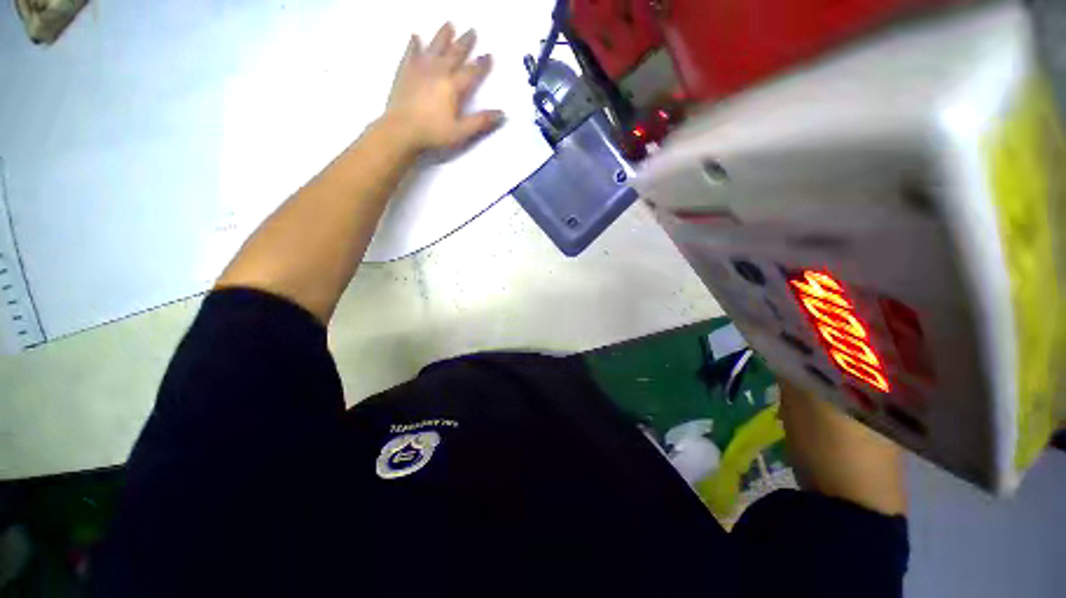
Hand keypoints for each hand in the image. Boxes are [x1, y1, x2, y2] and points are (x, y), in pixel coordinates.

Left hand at [384, 22, 503, 152]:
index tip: (489, 55)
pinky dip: (414, 44)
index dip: (481, 65)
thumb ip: (481, 121)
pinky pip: (410, 53)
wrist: (401, 130)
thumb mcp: (461, 131)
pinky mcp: (405, 72)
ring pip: (434, 48)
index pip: (471, 72)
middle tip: (472, 30)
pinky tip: (415, 36)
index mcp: (452, 86)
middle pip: (454, 54)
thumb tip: (502, 113)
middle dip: (464, 43)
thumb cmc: (433, 133)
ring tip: (449, 24)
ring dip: (442, 36)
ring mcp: (419, 69)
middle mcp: (438, 72)